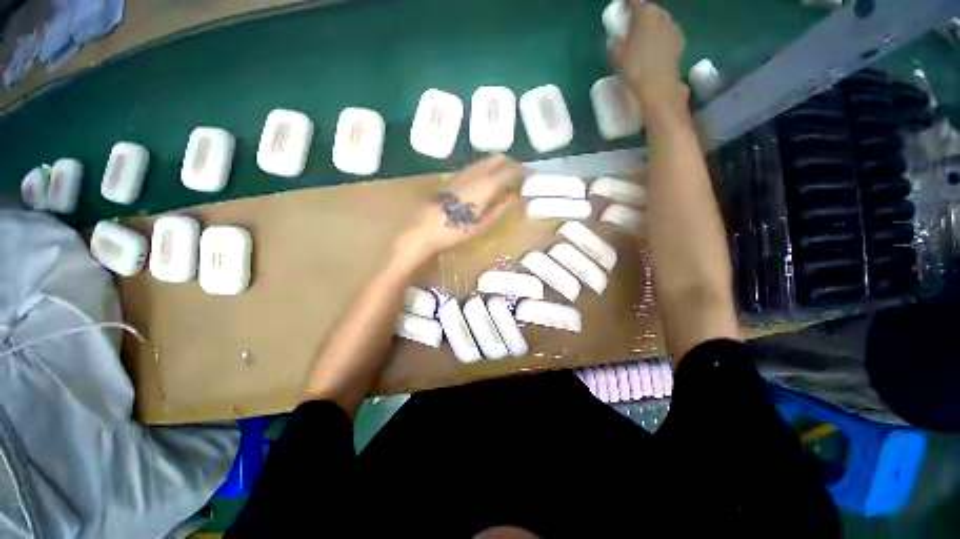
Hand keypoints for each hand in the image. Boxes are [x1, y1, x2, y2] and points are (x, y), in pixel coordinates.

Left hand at [400, 154, 522, 257]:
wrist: (426, 226)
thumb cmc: (457, 229)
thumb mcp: (483, 223)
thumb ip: (501, 208)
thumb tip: (515, 197)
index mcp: (487, 184)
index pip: (510, 169)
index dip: (523, 171)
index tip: (531, 175)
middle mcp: (476, 172)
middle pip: (498, 158)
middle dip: (510, 164)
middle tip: (518, 176)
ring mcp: (463, 172)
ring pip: (486, 160)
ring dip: (497, 166)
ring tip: (504, 179)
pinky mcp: (454, 176)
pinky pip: (476, 166)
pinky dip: (486, 169)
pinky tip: (486, 182)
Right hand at [610, 1, 685, 102]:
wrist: (658, 86)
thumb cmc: (634, 69)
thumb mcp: (616, 57)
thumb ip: (614, 43)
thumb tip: (614, 38)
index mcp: (643, 15)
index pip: (634, 0)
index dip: (627, 2)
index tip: (622, 6)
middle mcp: (660, 15)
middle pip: (649, 8)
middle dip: (641, 13)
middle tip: (632, 23)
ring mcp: (672, 27)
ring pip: (660, 19)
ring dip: (652, 23)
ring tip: (644, 35)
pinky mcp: (679, 40)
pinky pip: (668, 32)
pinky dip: (661, 35)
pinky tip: (656, 45)